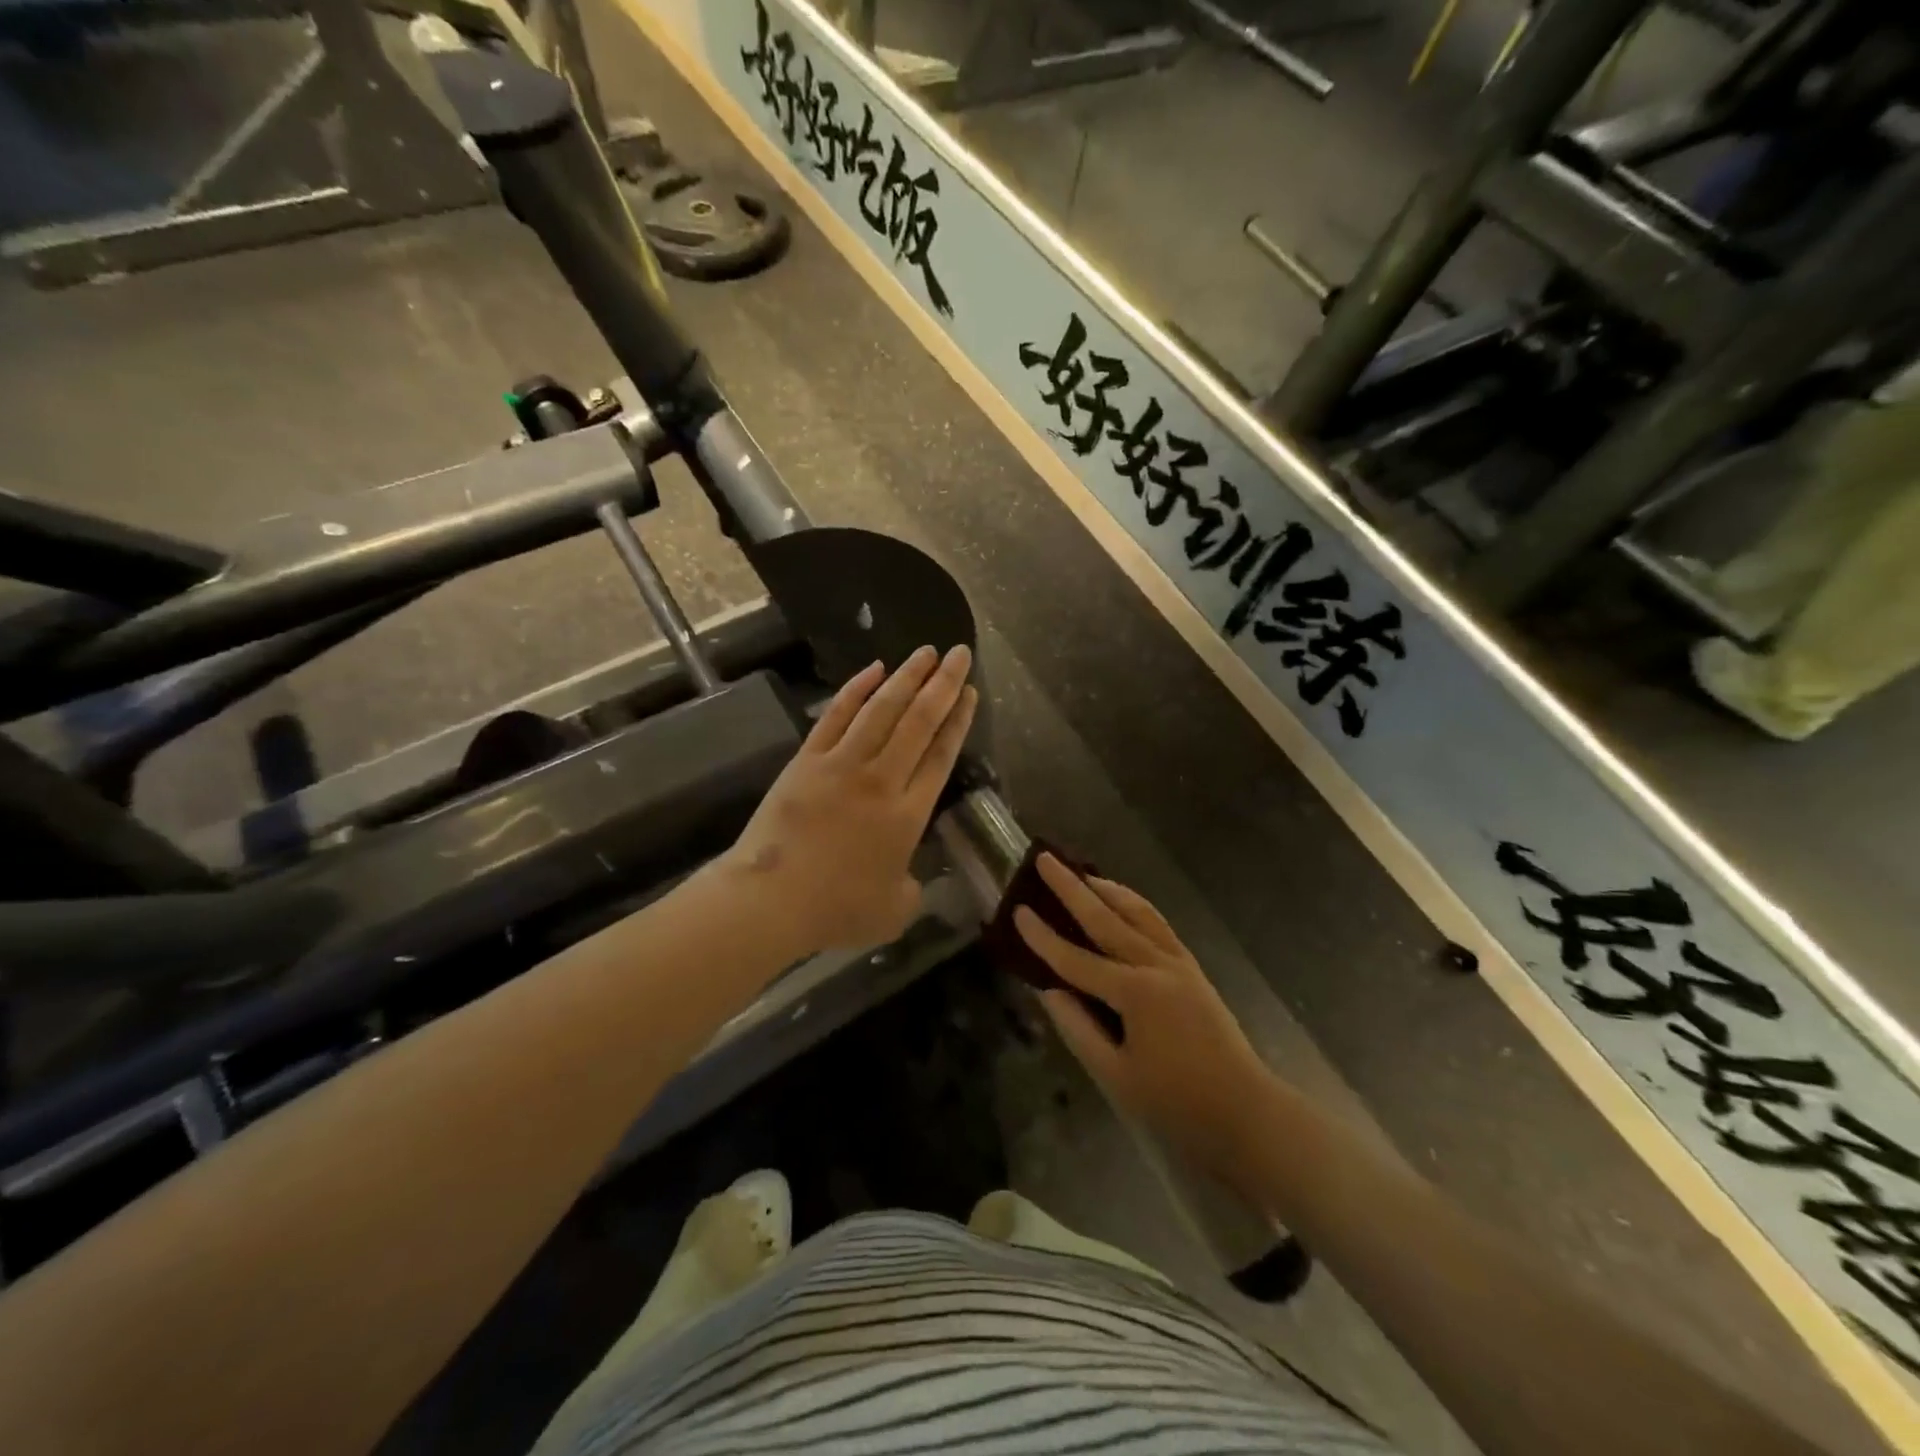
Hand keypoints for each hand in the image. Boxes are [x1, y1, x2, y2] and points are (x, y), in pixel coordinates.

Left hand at [724, 645, 977, 956]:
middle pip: (919, 721)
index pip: (941, 755)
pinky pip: (837, 715)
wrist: (771, 899)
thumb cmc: (836, 909)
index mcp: (908, 814)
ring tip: (926, 652)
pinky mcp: (808, 759)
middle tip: (960, 653)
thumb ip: (912, 889)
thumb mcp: (893, 911)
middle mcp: (881, 779)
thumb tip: (910, 876)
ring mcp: (842, 763)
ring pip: (882, 709)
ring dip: (907, 677)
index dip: (959, 721)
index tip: (970, 692)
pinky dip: (856, 689)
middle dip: (944, 685)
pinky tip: (874, 668)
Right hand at [1016, 855, 1273, 1177]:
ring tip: (1082, 873)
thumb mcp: (1116, 1076)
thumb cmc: (1177, 1104)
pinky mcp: (1193, 968)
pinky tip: (1123, 902)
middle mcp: (1157, 966)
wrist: (1246, 1113)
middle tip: (1045, 859)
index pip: (1076, 959)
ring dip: (1107, 889)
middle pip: (1106, 918)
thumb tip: (1049, 990)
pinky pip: (1158, 924)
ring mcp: (1179, 963)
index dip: (1043, 938)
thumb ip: (1078, 1028)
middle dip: (1071, 888)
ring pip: (1137, 913)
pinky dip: (1135, 905)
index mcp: (1135, 993)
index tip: (1017, 910)